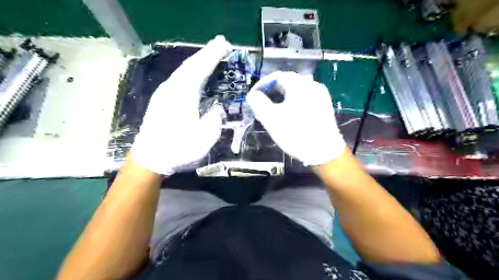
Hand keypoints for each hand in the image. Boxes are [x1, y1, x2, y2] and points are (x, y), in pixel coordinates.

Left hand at [130, 35, 231, 174]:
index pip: (200, 69)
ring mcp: (164, 93)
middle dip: (206, 53)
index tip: (225, 44)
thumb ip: (214, 120)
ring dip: (198, 61)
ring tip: (211, 54)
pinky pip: (179, 78)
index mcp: (183, 95)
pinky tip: (196, 73)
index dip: (213, 56)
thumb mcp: (204, 139)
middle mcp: (172, 89)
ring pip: (183, 70)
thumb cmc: (178, 149)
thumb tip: (214, 109)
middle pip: (190, 65)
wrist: (150, 158)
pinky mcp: (161, 99)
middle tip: (220, 43)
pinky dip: (190, 71)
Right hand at [246, 71, 347, 165]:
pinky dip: (292, 103)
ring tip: (272, 111)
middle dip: (272, 92)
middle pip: (287, 82)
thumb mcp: (271, 119)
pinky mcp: (324, 106)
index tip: (254, 96)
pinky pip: (304, 99)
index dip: (263, 84)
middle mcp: (313, 85)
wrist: (324, 152)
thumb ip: (258, 103)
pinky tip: (288, 115)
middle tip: (261, 105)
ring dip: (281, 98)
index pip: (277, 76)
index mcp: (300, 85)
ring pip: (296, 91)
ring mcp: (321, 96)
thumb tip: (253, 95)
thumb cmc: (296, 134)